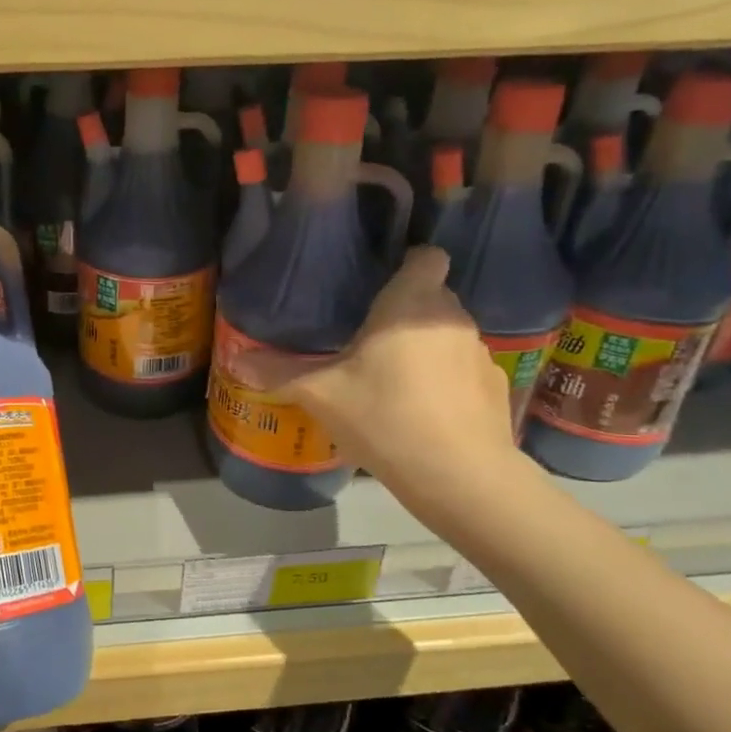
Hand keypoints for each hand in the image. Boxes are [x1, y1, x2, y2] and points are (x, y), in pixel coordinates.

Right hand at [249, 247, 521, 513]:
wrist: (459, 475)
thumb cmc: (384, 417)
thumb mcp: (320, 395)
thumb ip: (278, 373)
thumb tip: (235, 359)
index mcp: (411, 304)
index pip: (426, 256)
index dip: (407, 264)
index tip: (379, 285)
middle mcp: (451, 317)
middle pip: (431, 297)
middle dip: (403, 313)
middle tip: (367, 341)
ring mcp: (479, 352)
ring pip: (447, 335)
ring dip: (425, 348)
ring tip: (394, 381)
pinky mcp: (495, 385)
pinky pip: (463, 369)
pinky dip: (446, 380)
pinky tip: (424, 412)